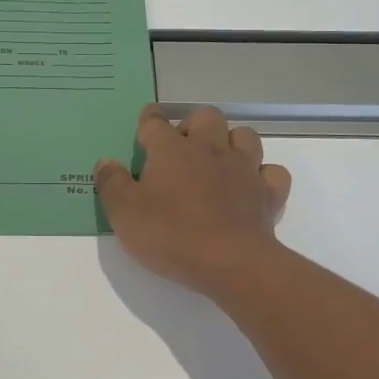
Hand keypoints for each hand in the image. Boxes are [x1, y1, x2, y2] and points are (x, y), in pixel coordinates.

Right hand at [96, 104, 291, 297]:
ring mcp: (243, 168)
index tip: (147, 120)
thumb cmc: (170, 234)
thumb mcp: (124, 213)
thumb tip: (105, 162)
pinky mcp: (267, 193)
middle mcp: (209, 148)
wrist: (229, 262)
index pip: (155, 122)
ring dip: (232, 143)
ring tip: (220, 161)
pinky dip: (263, 175)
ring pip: (245, 136)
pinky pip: (273, 172)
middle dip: (194, 124)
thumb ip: (111, 183)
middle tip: (183, 148)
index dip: (149, 119)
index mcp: (171, 150)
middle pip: (206, 116)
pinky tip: (253, 186)